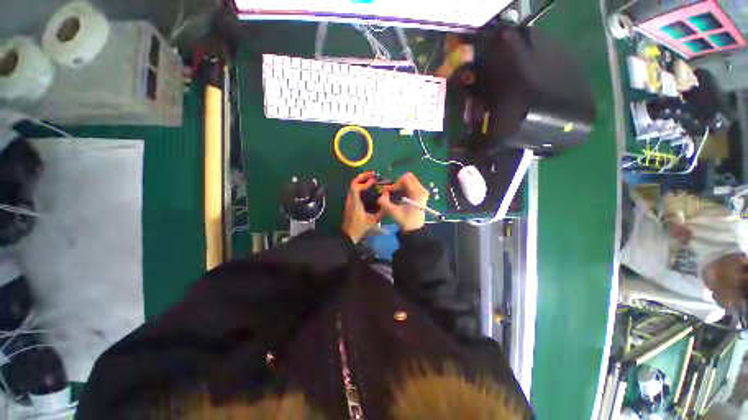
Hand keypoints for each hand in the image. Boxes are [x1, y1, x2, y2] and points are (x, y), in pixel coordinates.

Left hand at [342, 171, 381, 242]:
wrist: (348, 235)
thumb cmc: (360, 228)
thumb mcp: (373, 221)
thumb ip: (381, 212)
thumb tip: (387, 201)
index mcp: (355, 202)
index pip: (356, 188)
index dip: (364, 182)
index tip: (373, 181)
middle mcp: (350, 199)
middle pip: (353, 183)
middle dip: (362, 177)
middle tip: (372, 174)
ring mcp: (349, 201)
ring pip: (353, 186)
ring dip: (361, 181)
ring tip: (371, 179)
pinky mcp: (350, 203)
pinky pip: (354, 191)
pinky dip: (361, 186)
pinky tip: (368, 188)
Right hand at [377, 172, 428, 231]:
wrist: (415, 229)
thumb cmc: (405, 221)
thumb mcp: (393, 212)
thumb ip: (384, 202)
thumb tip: (381, 194)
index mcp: (417, 193)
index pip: (405, 179)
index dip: (395, 184)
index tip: (389, 193)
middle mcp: (422, 189)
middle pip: (407, 177)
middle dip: (397, 184)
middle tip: (390, 193)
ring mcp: (422, 191)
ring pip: (408, 181)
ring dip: (399, 186)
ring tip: (393, 196)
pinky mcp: (420, 193)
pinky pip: (410, 185)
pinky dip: (402, 189)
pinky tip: (398, 197)